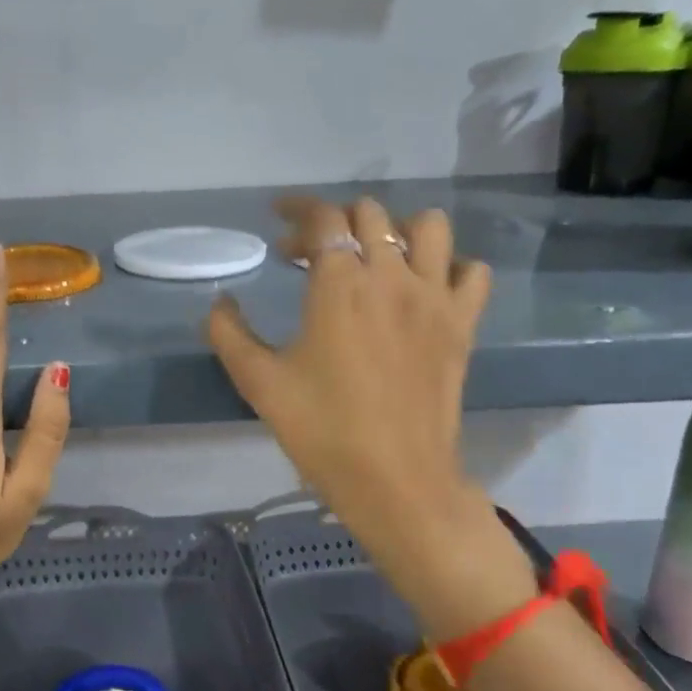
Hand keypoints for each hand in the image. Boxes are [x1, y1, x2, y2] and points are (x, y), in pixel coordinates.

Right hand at [206, 196, 536, 634]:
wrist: (395, 480)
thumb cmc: (321, 429)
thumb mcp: (258, 382)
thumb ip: (229, 333)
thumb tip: (220, 302)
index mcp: (339, 284)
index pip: (323, 217)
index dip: (297, 210)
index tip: (277, 222)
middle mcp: (391, 276)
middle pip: (370, 214)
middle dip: (333, 221)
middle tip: (308, 254)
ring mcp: (434, 297)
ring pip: (429, 226)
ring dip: (396, 229)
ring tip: (372, 257)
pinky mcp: (462, 324)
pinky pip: (471, 271)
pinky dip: (448, 266)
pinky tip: (423, 287)